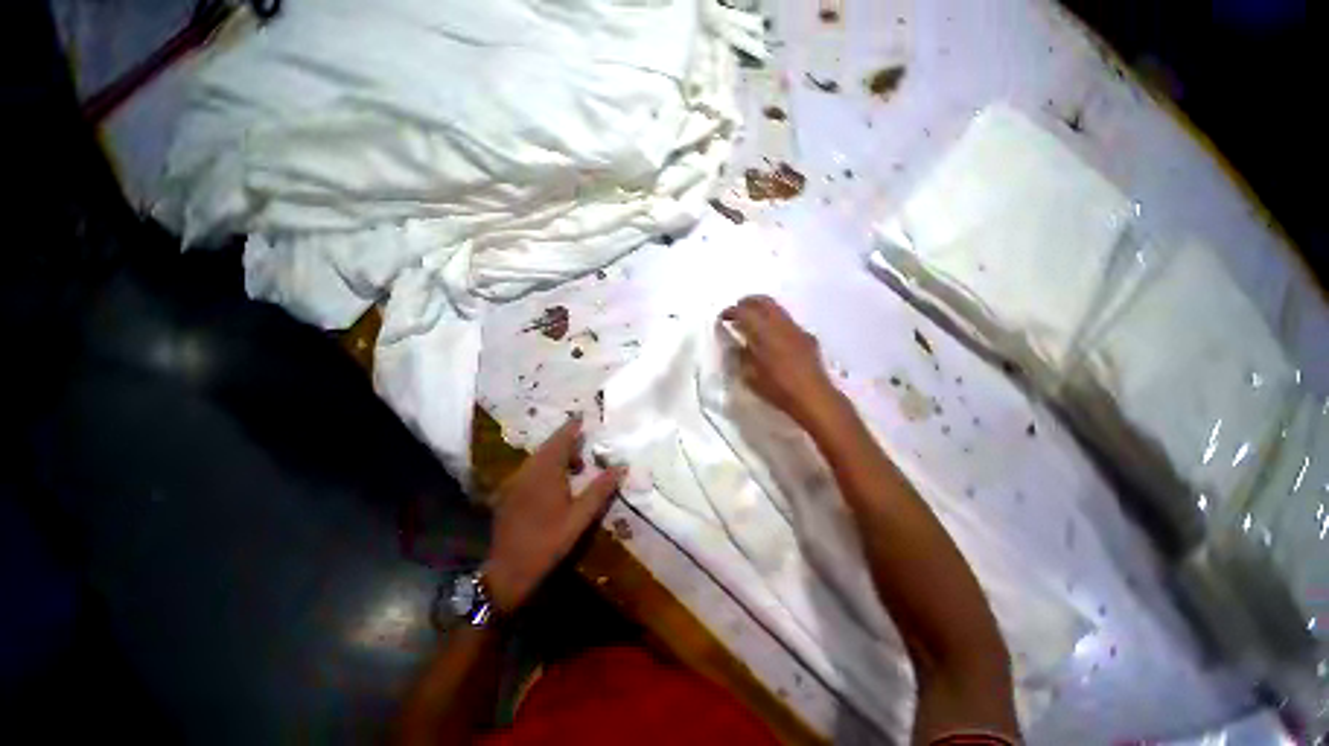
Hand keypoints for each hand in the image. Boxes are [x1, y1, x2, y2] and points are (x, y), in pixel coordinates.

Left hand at [483, 417, 624, 613]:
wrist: (507, 571)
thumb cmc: (547, 542)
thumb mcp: (579, 518)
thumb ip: (600, 490)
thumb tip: (621, 467)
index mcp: (545, 472)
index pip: (560, 440)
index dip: (572, 427)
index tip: (583, 416)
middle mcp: (526, 470)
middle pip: (548, 447)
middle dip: (567, 443)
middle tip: (585, 449)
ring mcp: (514, 481)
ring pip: (538, 458)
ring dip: (556, 456)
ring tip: (575, 468)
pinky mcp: (508, 493)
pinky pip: (529, 470)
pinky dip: (545, 467)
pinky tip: (555, 484)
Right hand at [720, 295, 845, 431]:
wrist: (814, 397)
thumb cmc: (778, 388)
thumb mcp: (750, 376)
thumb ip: (741, 356)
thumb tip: (736, 346)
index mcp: (765, 333)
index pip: (745, 312)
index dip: (731, 311)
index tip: (722, 317)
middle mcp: (782, 325)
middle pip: (764, 302)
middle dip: (748, 302)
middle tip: (737, 308)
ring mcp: (797, 330)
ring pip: (778, 309)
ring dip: (763, 309)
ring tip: (753, 319)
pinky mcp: (808, 338)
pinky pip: (788, 321)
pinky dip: (776, 321)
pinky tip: (773, 335)